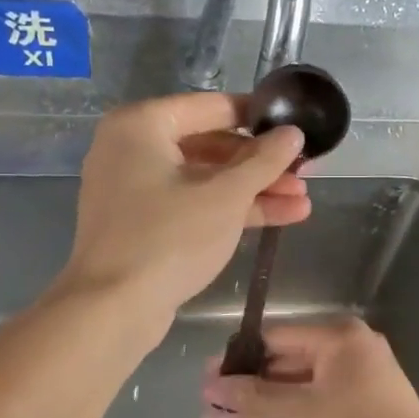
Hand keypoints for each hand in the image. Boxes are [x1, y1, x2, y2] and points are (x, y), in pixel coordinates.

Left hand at [57, 92, 308, 329]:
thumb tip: (294, 133)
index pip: (212, 106)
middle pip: (210, 144)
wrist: (113, 310)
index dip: (259, 117)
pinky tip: (282, 217)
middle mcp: (132, 148)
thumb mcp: (226, 196)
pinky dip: (229, 209)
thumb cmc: (170, 238)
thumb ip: (264, 160)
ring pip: (205, 178)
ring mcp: (135, 188)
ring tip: (303, 199)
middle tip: (305, 171)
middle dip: (261, 163)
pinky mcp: (143, 222)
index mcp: (142, 125)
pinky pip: (192, 203)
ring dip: (253, 189)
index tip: (297, 126)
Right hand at [200, 318, 418, 417]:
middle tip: (210, 403)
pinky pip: (314, 403)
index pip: (276, 337)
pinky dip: (287, 416)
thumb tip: (212, 387)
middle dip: (247, 387)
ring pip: (298, 387)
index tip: (208, 377)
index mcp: (338, 337)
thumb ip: (254, 397)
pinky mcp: (359, 406)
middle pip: (285, 362)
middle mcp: (348, 349)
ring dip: (262, 405)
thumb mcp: (298, 413)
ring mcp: (356, 379)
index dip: (239, 358)